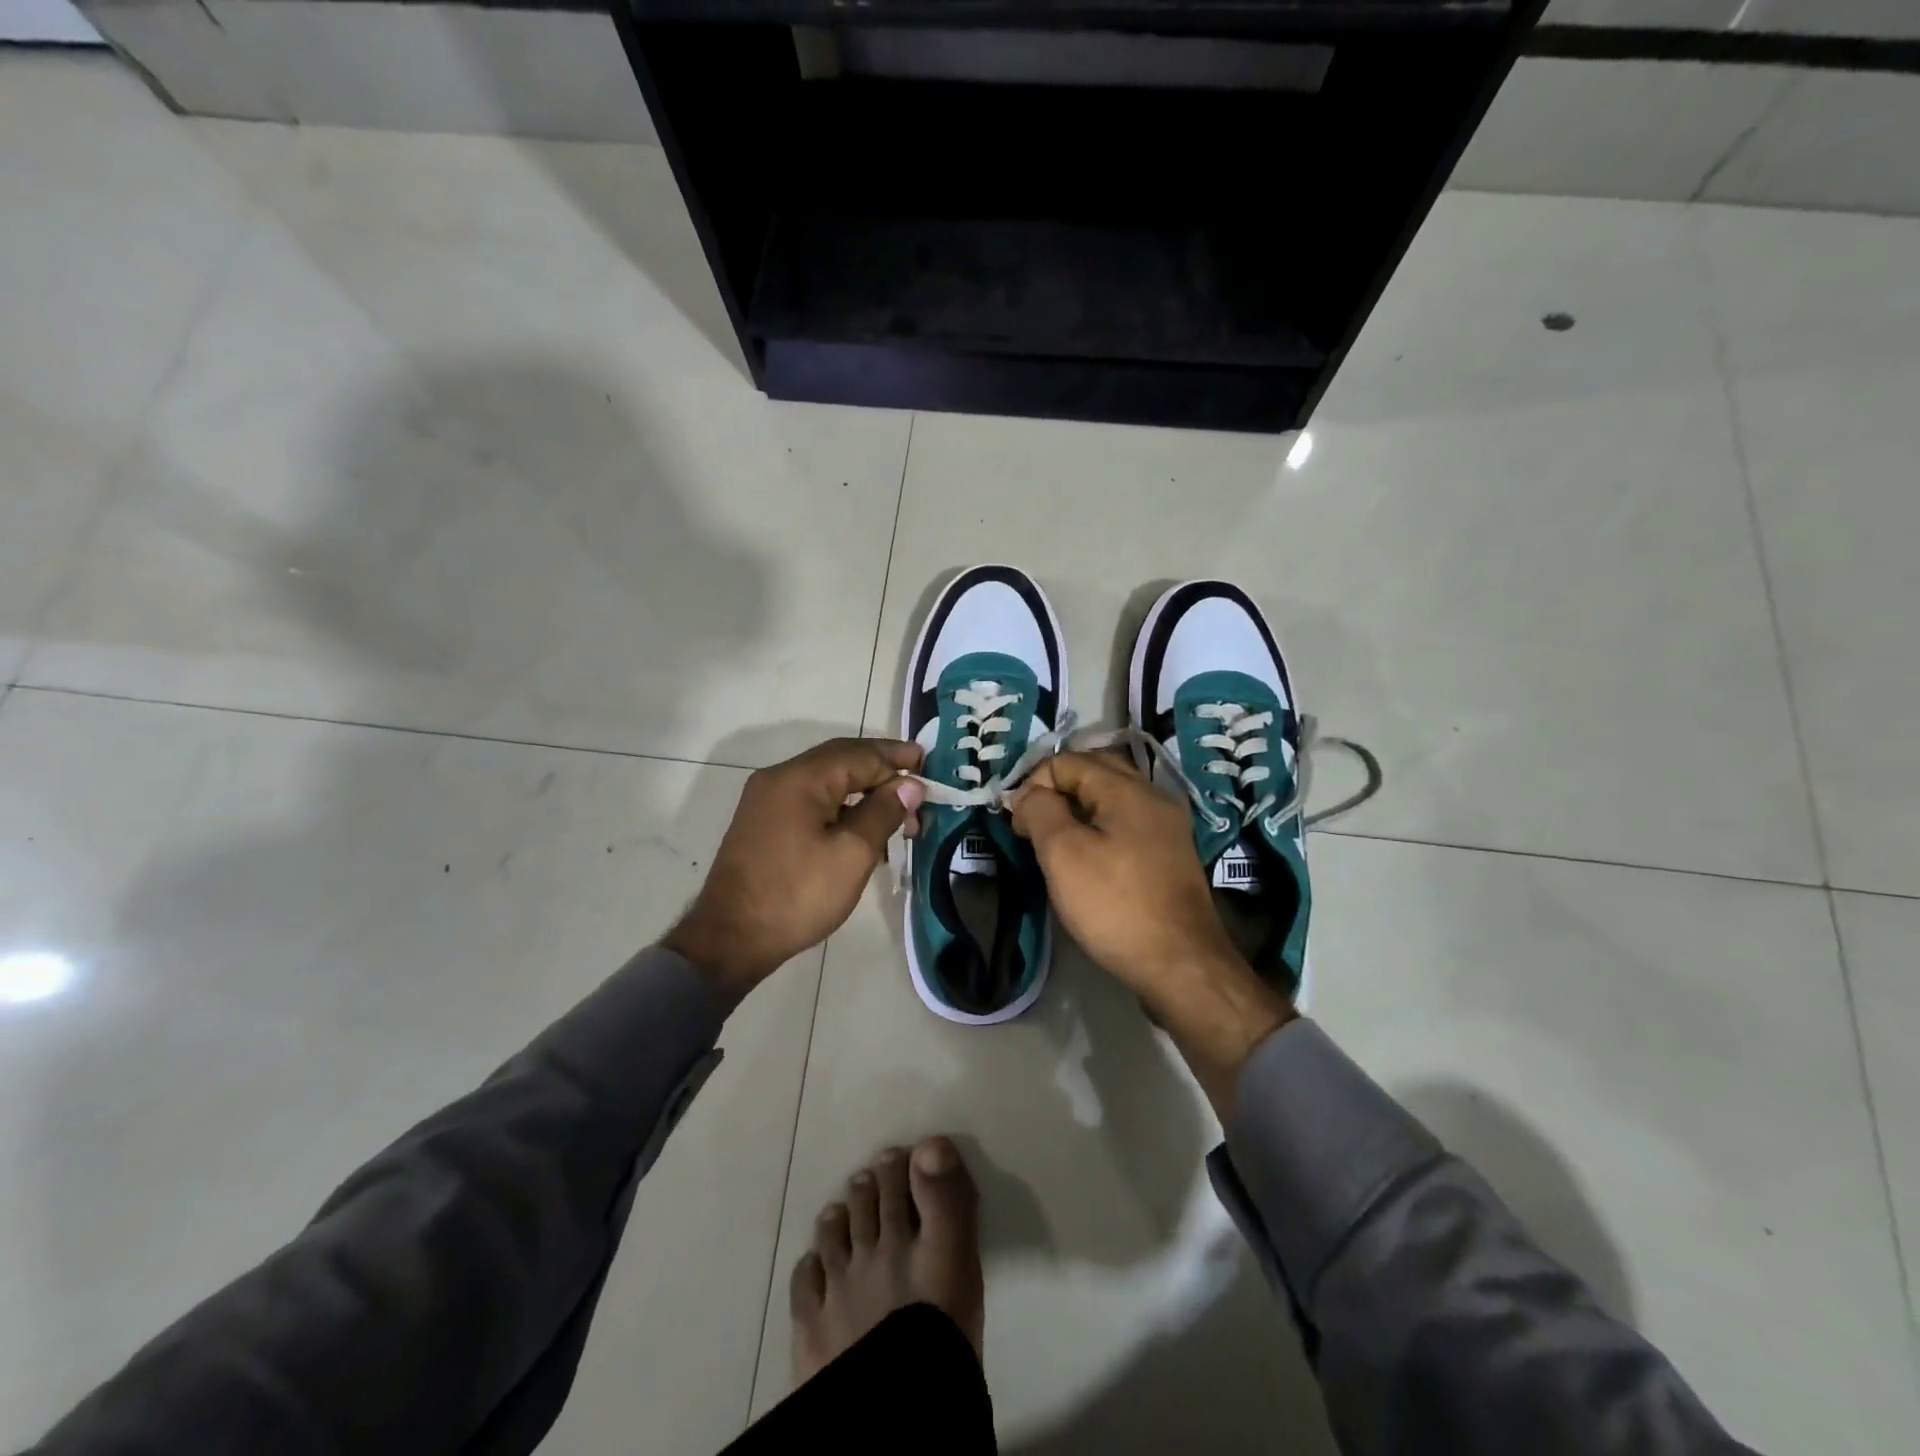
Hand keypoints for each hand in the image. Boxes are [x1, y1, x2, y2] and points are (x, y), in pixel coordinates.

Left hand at [666, 738, 925, 1001]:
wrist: (730, 939)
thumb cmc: (797, 895)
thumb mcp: (852, 854)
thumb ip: (884, 812)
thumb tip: (911, 785)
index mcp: (801, 778)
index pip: (860, 755)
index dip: (897, 759)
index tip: (930, 763)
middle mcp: (780, 778)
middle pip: (841, 761)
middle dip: (883, 770)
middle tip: (919, 783)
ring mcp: (767, 800)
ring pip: (826, 782)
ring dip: (864, 791)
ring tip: (899, 814)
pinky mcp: (764, 823)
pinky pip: (811, 800)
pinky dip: (842, 807)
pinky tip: (863, 829)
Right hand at [1009, 751, 1294, 1110]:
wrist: (1181, 964)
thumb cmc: (1115, 905)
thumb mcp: (1063, 854)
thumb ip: (1040, 811)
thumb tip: (1027, 794)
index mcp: (1127, 789)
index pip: (1067, 761)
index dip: (1034, 785)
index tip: (1019, 826)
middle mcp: (1153, 796)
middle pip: (1094, 771)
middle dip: (1056, 790)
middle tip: (1033, 825)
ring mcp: (1166, 826)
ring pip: (1111, 798)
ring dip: (1077, 809)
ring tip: (1054, 842)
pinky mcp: (1169, 854)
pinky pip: (1126, 823)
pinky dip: (1099, 827)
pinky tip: (1087, 857)